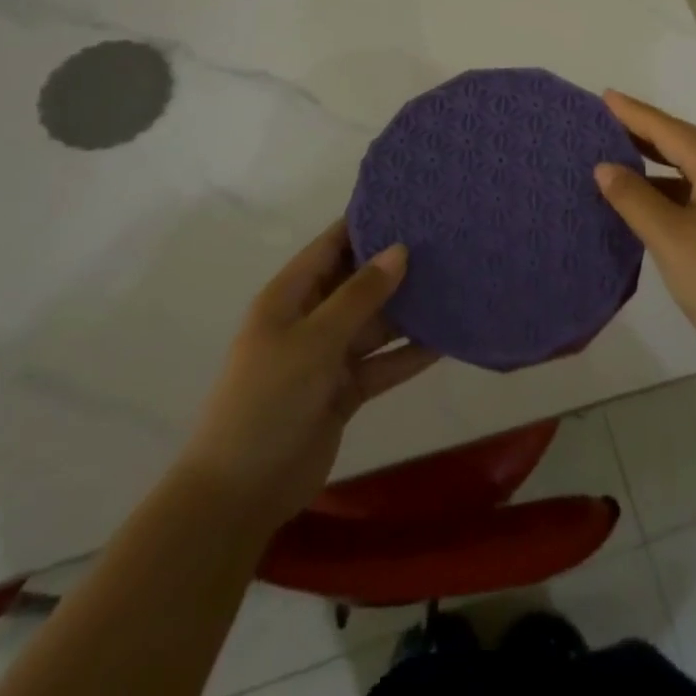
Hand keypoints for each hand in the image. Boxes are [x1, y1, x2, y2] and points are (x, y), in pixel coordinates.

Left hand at [182, 220, 437, 535]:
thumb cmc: (268, 399)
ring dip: (408, 310)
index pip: (331, 245)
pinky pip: (382, 363)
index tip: (408, 203)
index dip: (364, 223)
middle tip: (445, 242)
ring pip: (375, 323)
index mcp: (290, 296)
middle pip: (358, 283)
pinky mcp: (344, 390)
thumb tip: (400, 249)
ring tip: (454, 285)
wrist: (241, 492)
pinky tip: (447, 340)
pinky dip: (409, 355)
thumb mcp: (314, 341)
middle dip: (395, 266)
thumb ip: (359, 296)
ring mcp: (328, 357)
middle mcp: (310, 319)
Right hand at [595, 91, 695, 395]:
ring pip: (690, 173)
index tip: (604, 97)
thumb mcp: (671, 239)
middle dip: (644, 133)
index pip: (669, 130)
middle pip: (683, 145)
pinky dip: (668, 192)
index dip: (635, 113)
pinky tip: (647, 207)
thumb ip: (635, 199)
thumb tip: (605, 166)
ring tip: (617, 161)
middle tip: (604, 124)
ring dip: (655, 165)